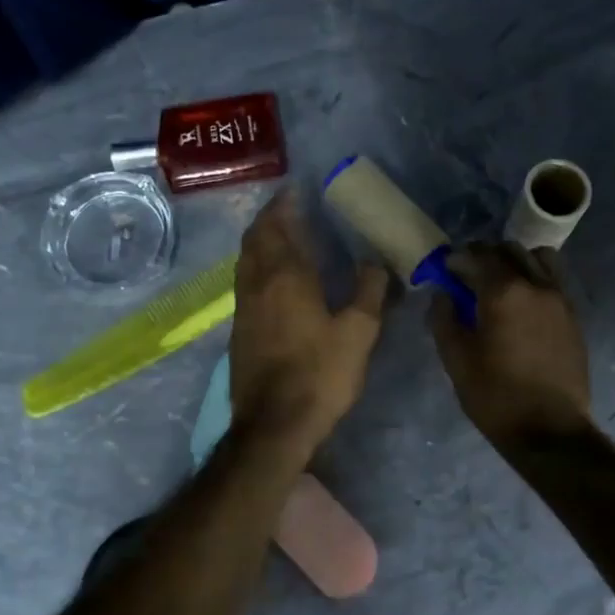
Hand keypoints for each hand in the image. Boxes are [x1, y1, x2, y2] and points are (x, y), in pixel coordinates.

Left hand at [231, 189, 390, 450]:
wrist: (274, 424)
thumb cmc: (319, 374)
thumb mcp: (359, 332)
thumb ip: (369, 290)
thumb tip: (375, 261)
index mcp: (285, 276)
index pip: (278, 226)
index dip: (284, 205)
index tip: (295, 189)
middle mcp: (257, 283)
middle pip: (255, 238)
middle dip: (269, 218)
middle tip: (288, 208)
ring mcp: (243, 307)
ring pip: (246, 260)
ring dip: (260, 241)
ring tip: (280, 236)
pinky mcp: (239, 329)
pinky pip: (246, 281)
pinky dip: (257, 265)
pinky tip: (274, 279)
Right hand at [429, 242, 591, 448]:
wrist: (551, 432)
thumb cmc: (496, 397)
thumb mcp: (456, 360)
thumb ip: (444, 318)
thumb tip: (443, 293)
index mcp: (503, 292)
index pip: (476, 255)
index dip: (456, 259)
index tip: (444, 270)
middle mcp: (536, 284)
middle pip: (508, 249)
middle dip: (484, 256)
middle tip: (468, 277)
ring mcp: (560, 298)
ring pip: (536, 258)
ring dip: (514, 262)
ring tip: (500, 285)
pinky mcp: (573, 315)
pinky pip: (553, 279)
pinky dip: (534, 277)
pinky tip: (522, 304)